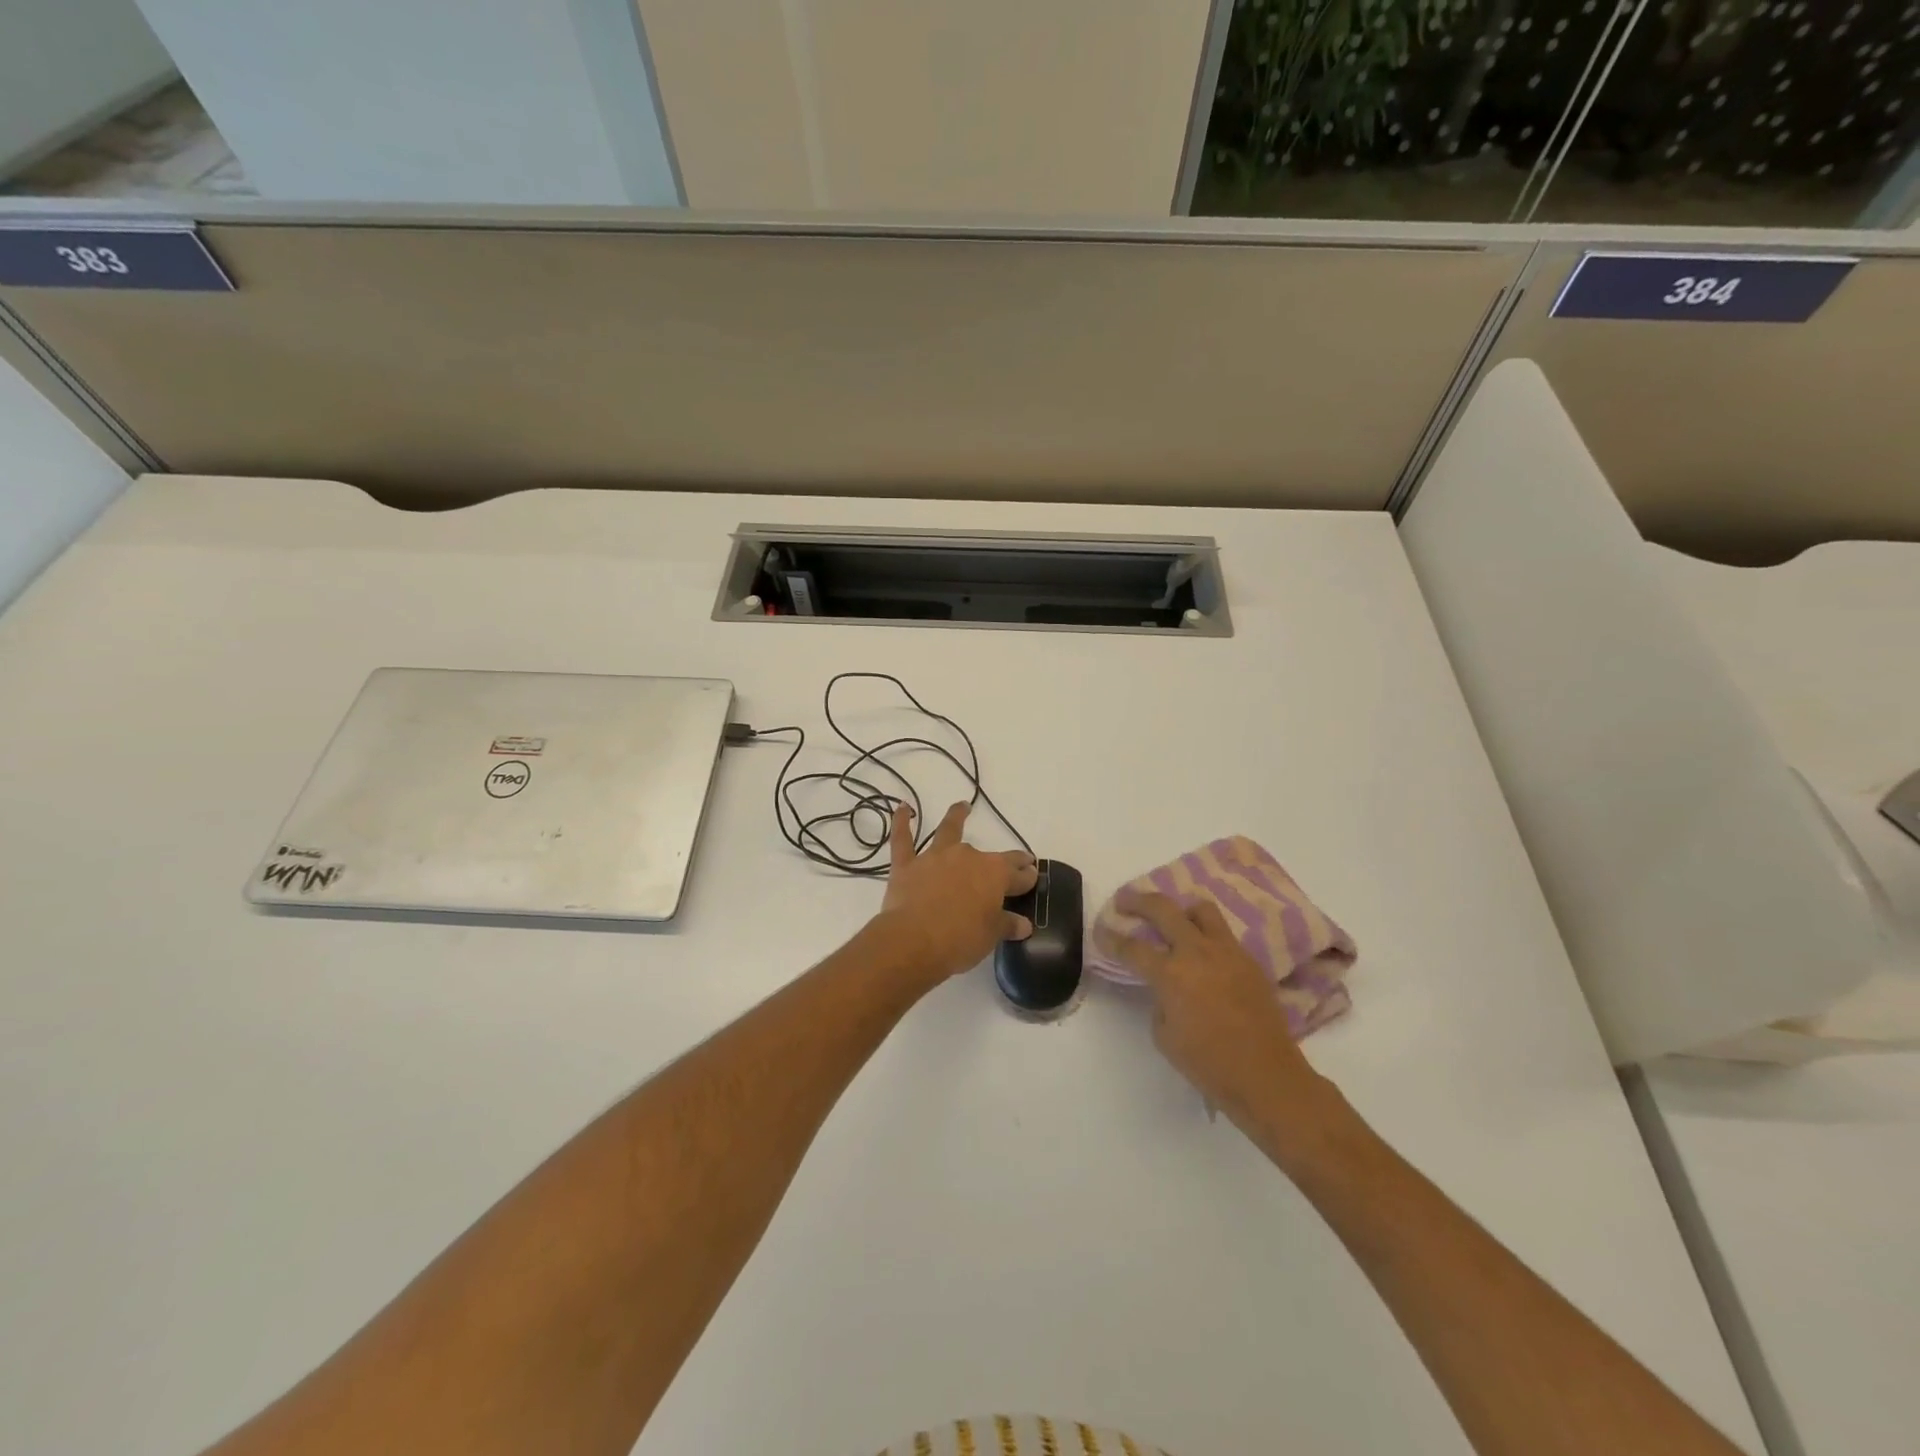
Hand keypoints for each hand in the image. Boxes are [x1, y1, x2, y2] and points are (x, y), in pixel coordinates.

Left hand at [874, 802, 1037, 983]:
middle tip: (1012, 863)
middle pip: (990, 855)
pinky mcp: (907, 864)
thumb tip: (1024, 924)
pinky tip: (902, 808)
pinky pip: (903, 839)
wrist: (914, 941)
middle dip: (1004, 860)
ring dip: (956, 816)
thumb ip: (1007, 925)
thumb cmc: (960, 939)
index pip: (1017, 872)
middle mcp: (967, 856)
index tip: (1032, 876)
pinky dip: (901, 822)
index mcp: (994, 873)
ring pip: (948, 830)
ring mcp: (935, 857)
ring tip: (962, 807)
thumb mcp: (991, 936)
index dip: (1027, 875)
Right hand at [1102, 891, 1323, 1128]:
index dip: (1111, 938)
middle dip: (1138, 901)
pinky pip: (1223, 935)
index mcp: (1170, 973)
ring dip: (1181, 911)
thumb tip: (1166, 989)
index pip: (1132, 947)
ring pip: (1201, 910)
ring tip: (1173, 920)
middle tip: (1124, 901)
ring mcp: (1227, 952)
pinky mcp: (1250, 961)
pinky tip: (1203, 954)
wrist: (1266, 1076)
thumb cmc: (1208, 1063)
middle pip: (1163, 909)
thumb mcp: (1164, 1035)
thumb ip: (1159, 1001)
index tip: (1102, 931)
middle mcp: (1197, 952)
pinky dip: (1207, 936)